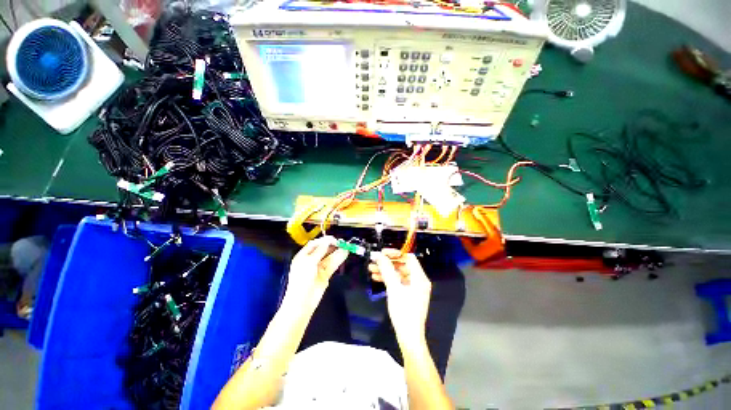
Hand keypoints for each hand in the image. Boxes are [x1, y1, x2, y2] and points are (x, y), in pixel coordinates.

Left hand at [286, 236, 348, 301]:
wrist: (302, 301)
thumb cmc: (302, 279)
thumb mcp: (309, 262)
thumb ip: (319, 251)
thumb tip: (327, 241)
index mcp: (303, 256)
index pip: (314, 244)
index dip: (323, 240)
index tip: (333, 239)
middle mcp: (311, 261)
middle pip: (322, 250)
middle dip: (331, 246)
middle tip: (341, 242)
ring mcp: (318, 268)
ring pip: (329, 257)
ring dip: (337, 252)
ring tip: (346, 247)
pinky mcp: (325, 275)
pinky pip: (332, 265)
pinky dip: (338, 259)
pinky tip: (344, 254)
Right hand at [369, 249, 430, 344]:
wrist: (409, 338)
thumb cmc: (403, 312)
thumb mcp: (393, 288)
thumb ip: (386, 269)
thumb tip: (377, 254)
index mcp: (419, 277)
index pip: (408, 257)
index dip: (395, 253)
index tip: (382, 253)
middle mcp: (418, 280)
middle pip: (403, 265)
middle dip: (388, 262)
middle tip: (374, 261)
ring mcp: (414, 288)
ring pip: (399, 273)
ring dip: (386, 270)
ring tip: (371, 269)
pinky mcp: (409, 294)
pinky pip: (398, 282)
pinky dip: (388, 279)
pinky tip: (376, 277)